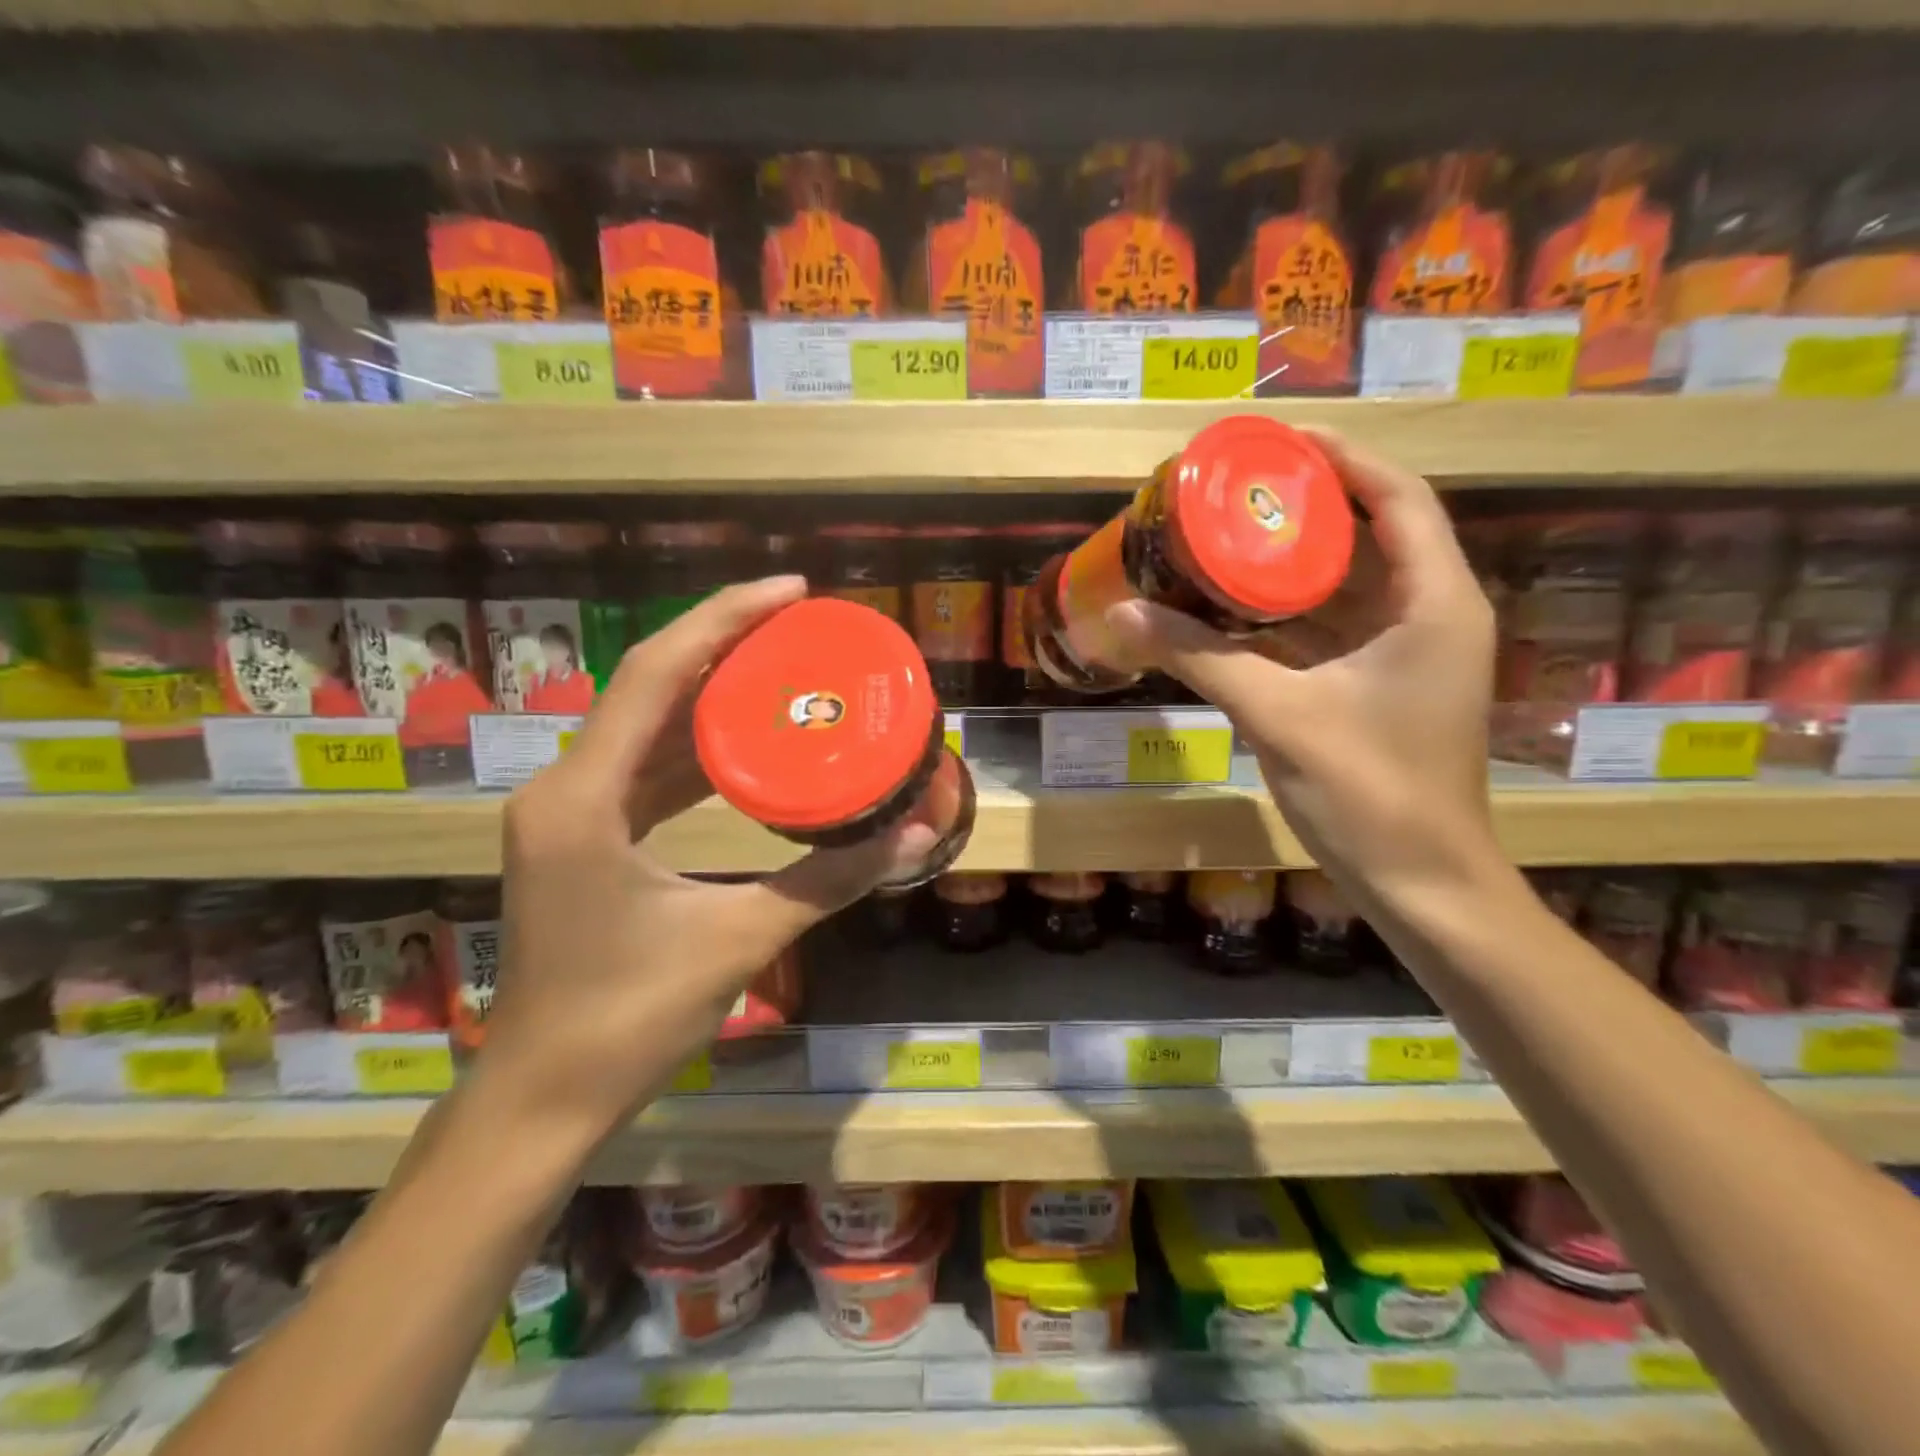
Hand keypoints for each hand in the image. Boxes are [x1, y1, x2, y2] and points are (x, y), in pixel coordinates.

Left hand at [470, 577, 935, 1145]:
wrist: (543, 1100)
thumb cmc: (629, 1018)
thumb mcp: (740, 938)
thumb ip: (830, 881)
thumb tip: (915, 840)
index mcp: (584, 797)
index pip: (657, 674)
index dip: (724, 619)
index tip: (790, 591)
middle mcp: (566, 789)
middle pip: (650, 687)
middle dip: (723, 644)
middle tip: (799, 624)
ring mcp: (569, 816)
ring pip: (646, 728)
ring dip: (709, 694)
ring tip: (781, 668)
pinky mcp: (582, 841)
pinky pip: (644, 771)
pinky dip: (695, 748)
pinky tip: (744, 745)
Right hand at [1104, 429, 1501, 905]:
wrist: (1419, 882)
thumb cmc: (1369, 792)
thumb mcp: (1280, 715)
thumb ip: (1202, 659)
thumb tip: (1125, 614)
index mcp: (1433, 603)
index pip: (1398, 499)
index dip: (1342, 458)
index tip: (1276, 441)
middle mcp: (1430, 615)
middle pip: (1371, 534)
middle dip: (1305, 507)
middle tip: (1234, 489)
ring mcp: (1406, 654)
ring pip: (1349, 586)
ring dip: (1292, 563)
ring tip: (1226, 535)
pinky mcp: (1380, 687)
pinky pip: (1332, 630)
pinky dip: (1287, 615)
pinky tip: (1234, 607)